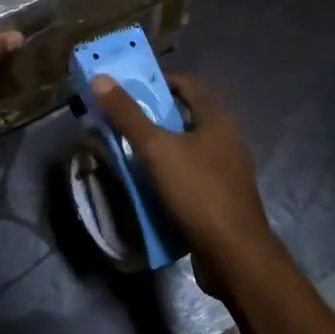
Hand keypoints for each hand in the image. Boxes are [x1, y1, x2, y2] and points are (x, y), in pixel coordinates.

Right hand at [91, 73, 283, 296]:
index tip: (127, 87)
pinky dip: (168, 173)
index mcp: (217, 119)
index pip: (187, 84)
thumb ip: (129, 115)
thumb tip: (100, 78)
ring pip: (186, 148)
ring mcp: (226, 170)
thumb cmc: (198, 192)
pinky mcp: (220, 197)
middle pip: (185, 116)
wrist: (234, 255)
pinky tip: (146, 185)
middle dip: (153, 116)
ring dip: (159, 147)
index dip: (157, 81)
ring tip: (126, 151)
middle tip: (119, 119)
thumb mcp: (157, 150)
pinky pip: (190, 175)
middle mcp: (226, 138)